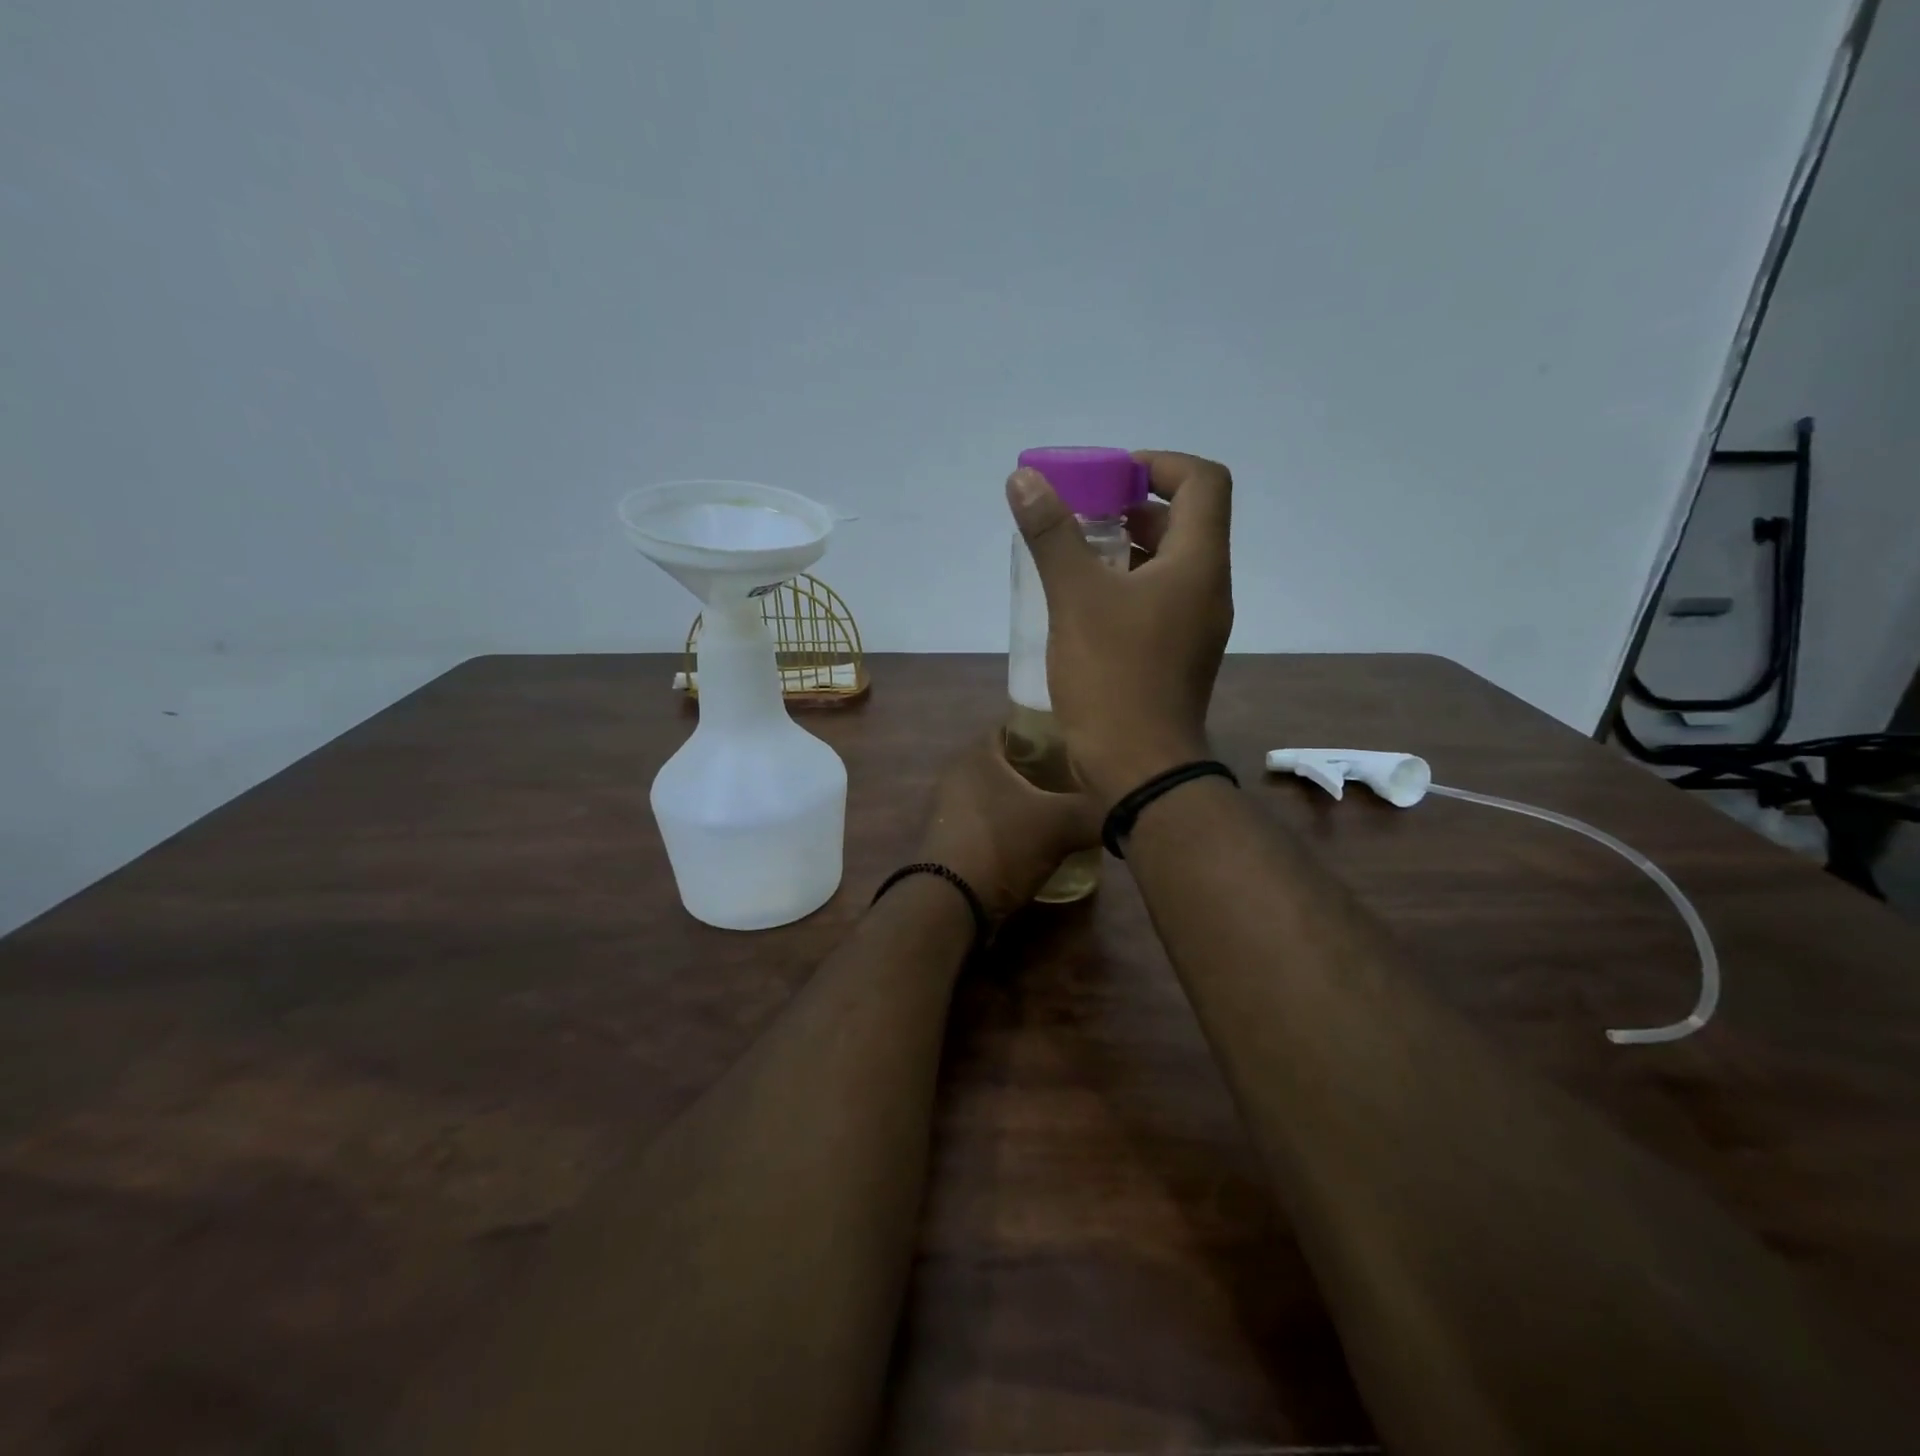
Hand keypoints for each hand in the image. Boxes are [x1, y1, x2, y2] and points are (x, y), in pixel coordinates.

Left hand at [917, 734, 1101, 919]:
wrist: (951, 902)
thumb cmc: (1003, 845)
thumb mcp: (1061, 824)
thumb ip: (1096, 811)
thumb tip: (1127, 809)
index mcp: (978, 753)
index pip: (1018, 727)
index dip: (1049, 732)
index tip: (1079, 744)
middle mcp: (958, 773)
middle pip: (1010, 763)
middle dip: (1043, 770)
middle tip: (1079, 779)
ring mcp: (949, 808)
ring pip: (999, 794)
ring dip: (1027, 802)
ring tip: (1065, 811)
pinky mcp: (950, 839)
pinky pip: (989, 822)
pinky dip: (1012, 827)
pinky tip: (1039, 841)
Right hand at [1005, 450, 1234, 804]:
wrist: (1139, 766)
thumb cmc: (1112, 676)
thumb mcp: (1076, 598)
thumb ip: (1052, 535)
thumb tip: (1025, 479)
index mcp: (1197, 563)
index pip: (1201, 482)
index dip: (1158, 464)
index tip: (1108, 476)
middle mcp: (1207, 587)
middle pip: (1184, 521)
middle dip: (1132, 505)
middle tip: (1080, 511)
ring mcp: (1196, 625)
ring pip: (1168, 563)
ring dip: (1125, 546)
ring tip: (1073, 552)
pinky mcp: (1177, 653)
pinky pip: (1157, 599)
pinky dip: (1125, 584)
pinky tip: (1082, 601)